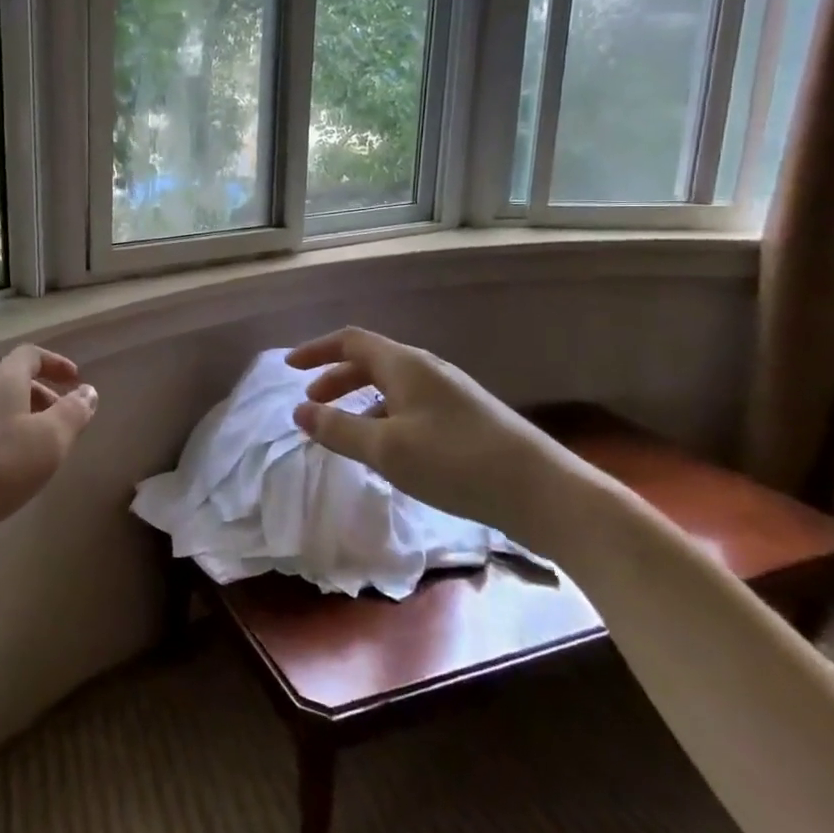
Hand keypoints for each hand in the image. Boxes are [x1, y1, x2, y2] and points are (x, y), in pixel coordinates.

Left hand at [0, 344, 98, 551]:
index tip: (75, 380)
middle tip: (62, 419)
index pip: (31, 354)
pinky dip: (3, 433)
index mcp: (3, 378)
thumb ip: (74, 413)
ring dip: (23, 416)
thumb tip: (88, 391)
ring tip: (39, 447)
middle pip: (13, 378)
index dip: (56, 363)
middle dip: (42, 394)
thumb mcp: (51, 441)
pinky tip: (9, 466)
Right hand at [286, 327, 585, 538]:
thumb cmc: (455, 462)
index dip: (317, 350)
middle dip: (336, 378)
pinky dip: (385, 416)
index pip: (350, 341)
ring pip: (392, 385)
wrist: (544, 491)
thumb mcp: (386, 449)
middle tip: (313, 403)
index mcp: (404, 365)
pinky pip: (411, 404)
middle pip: (371, 361)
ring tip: (345, 431)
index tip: (289, 368)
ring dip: (361, 400)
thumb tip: (300, 411)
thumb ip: (338, 429)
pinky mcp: (467, 418)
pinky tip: (389, 450)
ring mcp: (450, 393)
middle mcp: (427, 370)